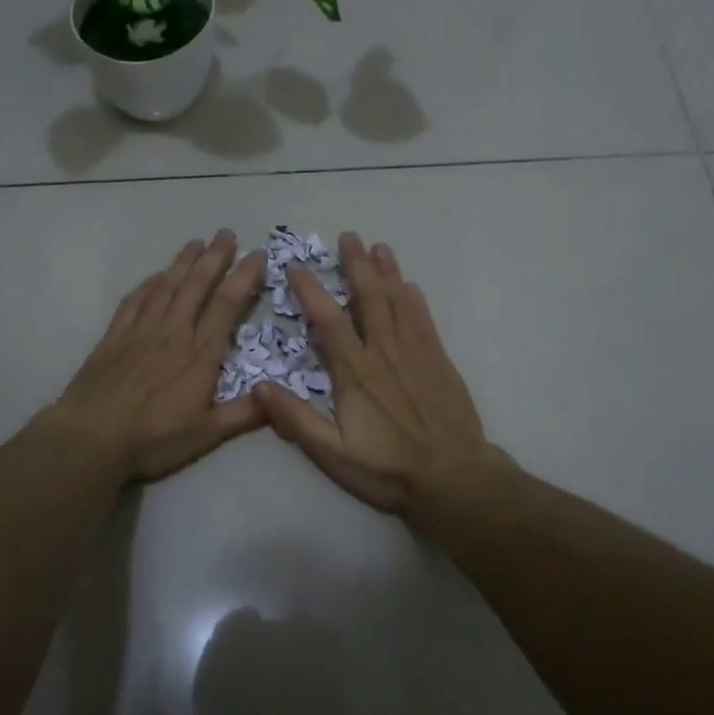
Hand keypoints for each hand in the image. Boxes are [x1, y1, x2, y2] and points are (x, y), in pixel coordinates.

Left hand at [43, 231, 268, 480]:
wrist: (92, 437)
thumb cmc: (153, 438)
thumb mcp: (207, 434)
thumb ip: (243, 415)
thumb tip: (278, 399)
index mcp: (201, 353)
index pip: (228, 304)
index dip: (245, 276)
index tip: (258, 254)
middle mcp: (174, 332)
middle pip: (197, 285)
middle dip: (215, 257)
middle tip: (226, 233)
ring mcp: (141, 331)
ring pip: (166, 286)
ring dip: (183, 262)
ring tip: (196, 242)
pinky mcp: (114, 337)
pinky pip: (135, 301)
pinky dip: (148, 284)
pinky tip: (155, 276)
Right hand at [255, 233, 501, 511]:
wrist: (454, 477)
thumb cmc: (388, 469)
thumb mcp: (333, 453)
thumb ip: (296, 419)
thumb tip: (259, 386)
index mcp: (355, 372)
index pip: (328, 321)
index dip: (311, 291)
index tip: (297, 267)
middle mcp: (384, 352)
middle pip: (368, 298)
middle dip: (356, 265)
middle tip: (348, 237)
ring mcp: (415, 353)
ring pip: (398, 302)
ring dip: (387, 272)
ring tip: (378, 247)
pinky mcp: (439, 361)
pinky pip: (424, 321)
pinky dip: (415, 300)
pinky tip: (410, 285)